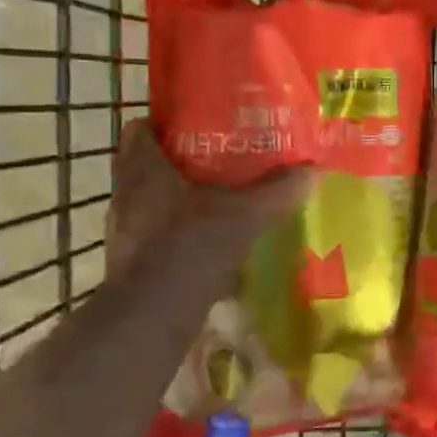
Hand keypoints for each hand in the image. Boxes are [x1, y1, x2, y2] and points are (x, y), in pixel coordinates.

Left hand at [105, 118, 309, 286]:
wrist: (153, 313)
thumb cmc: (191, 247)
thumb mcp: (245, 215)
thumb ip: (277, 192)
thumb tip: (313, 170)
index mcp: (145, 169)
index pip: (139, 129)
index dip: (163, 123)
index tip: (195, 124)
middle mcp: (126, 192)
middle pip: (144, 163)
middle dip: (177, 160)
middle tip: (214, 159)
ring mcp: (123, 227)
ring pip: (148, 199)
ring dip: (174, 196)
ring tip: (212, 197)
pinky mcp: (129, 258)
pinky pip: (152, 231)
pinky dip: (174, 229)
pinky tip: (204, 238)